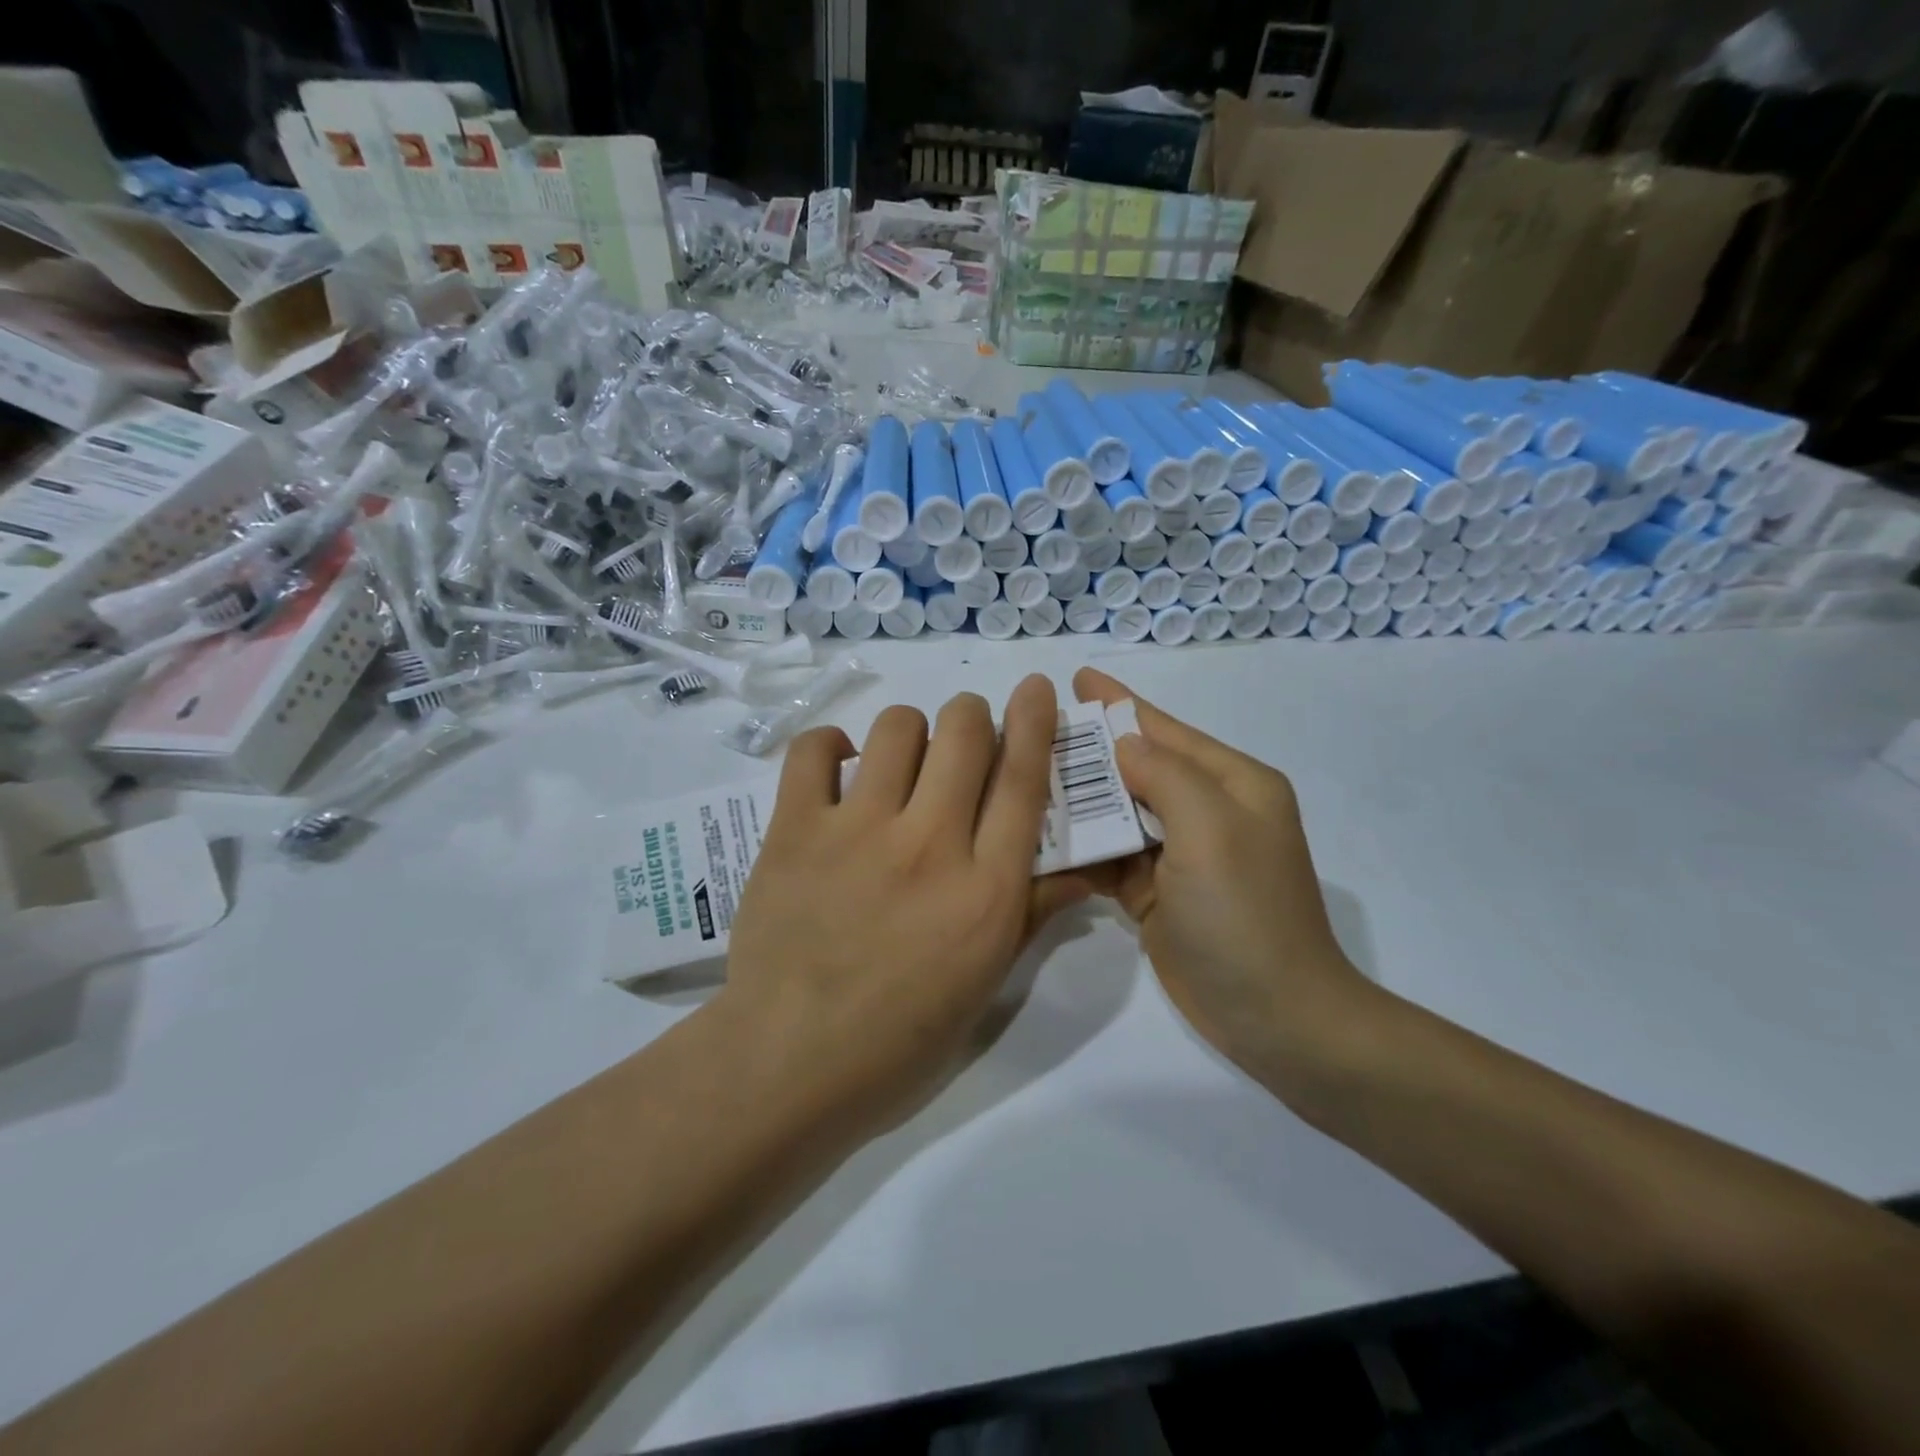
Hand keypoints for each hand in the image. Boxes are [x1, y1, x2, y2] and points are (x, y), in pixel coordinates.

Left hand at [722, 674, 1093, 1119]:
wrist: (791, 1062)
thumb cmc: (902, 1037)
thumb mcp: (987, 983)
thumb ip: (1034, 912)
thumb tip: (1085, 868)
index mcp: (985, 889)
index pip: (1023, 782)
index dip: (1034, 723)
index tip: (1035, 687)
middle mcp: (929, 844)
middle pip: (964, 733)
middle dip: (972, 717)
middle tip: (964, 739)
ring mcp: (857, 830)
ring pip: (897, 728)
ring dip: (910, 731)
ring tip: (900, 762)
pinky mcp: (795, 829)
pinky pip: (815, 750)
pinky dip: (831, 746)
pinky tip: (841, 769)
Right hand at [1072, 667, 1372, 1086]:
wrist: (1275, 1017)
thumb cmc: (1245, 914)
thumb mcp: (1212, 831)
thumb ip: (1166, 776)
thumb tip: (1124, 746)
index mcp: (1232, 784)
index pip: (1166, 730)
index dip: (1120, 703)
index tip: (1076, 678)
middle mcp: (1208, 811)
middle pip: (1137, 767)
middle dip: (1089, 750)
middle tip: (1031, 730)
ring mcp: (1181, 854)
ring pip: (1119, 811)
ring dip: (1079, 798)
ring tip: (1023, 775)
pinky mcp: (1157, 892)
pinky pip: (1112, 855)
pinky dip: (1082, 845)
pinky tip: (1040, 834)